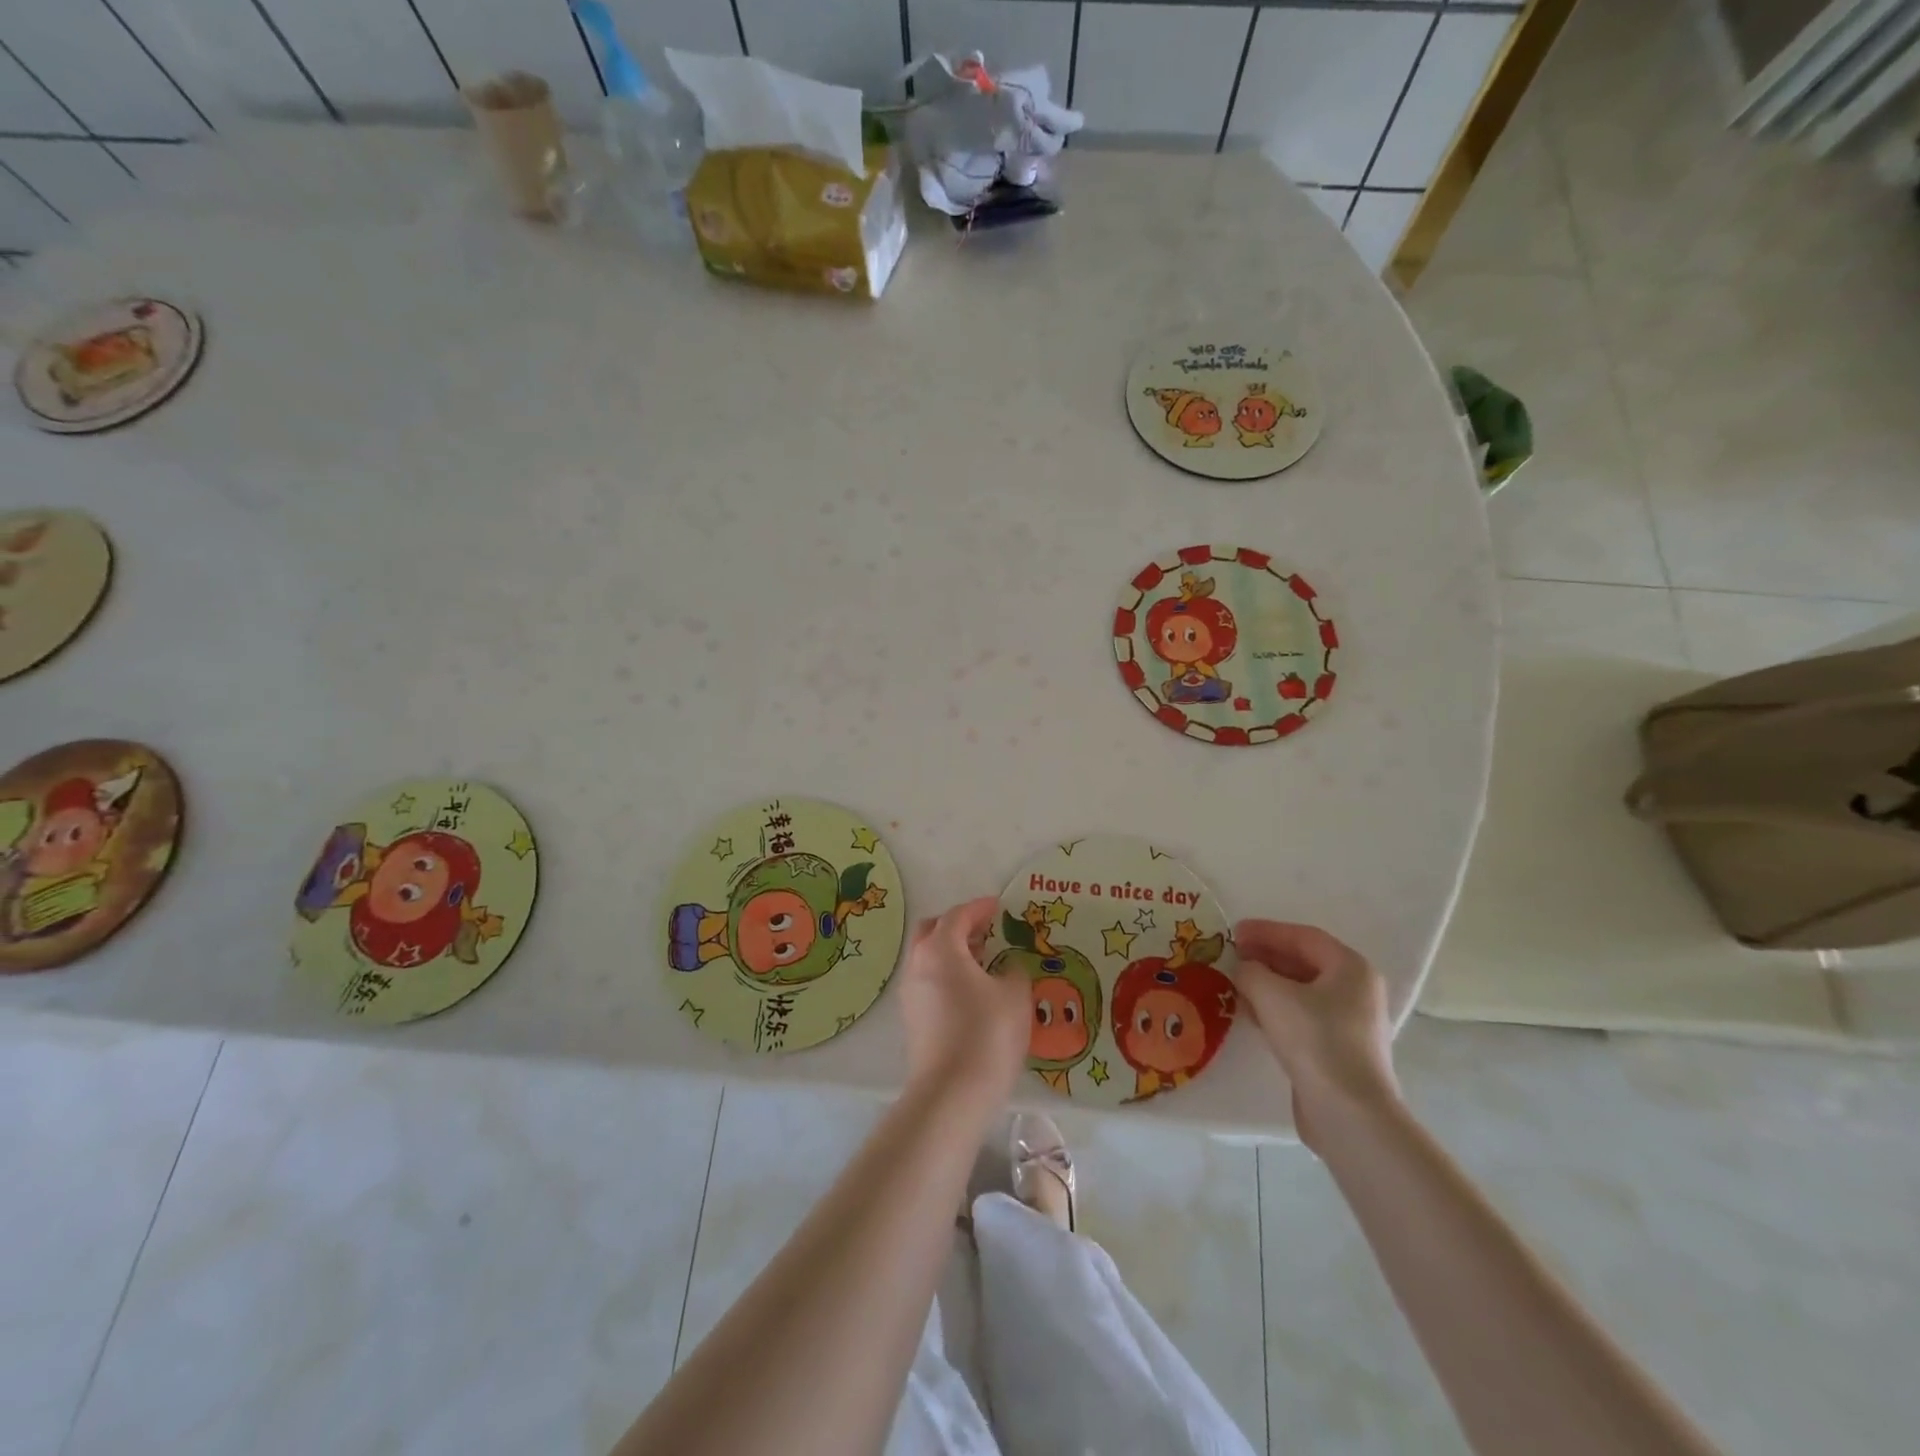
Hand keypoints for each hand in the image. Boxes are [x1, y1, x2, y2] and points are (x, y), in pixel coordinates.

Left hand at [899, 897, 1030, 1110]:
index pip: (958, 915)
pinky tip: (972, 991)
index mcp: (940, 948)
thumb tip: (1006, 968)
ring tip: (984, 962)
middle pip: (933, 930)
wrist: (952, 1093)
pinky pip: (928, 981)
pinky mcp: (912, 1018)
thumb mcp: (1014, 995)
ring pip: (928, 957)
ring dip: (952, 951)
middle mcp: (918, 964)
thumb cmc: (987, 1034)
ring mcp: (910, 992)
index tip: (999, 906)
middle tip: (986, 931)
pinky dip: (947, 974)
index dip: (980, 908)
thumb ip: (1013, 971)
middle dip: (958, 925)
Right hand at [1234, 920, 1399, 1147]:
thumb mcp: (1271, 995)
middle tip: (1232, 956)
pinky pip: (1302, 1017)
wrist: (1348, 1113)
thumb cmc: (1315, 1040)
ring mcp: (1350, 1023)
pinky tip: (1251, 1014)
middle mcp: (1356, 991)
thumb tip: (1242, 969)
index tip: (1234, 932)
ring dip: (1267, 984)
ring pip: (1302, 992)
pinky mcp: (1338, 1051)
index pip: (1303, 937)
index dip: (1266, 931)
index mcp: (1351, 968)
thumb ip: (1250, 972)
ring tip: (1235, 983)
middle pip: (1304, 963)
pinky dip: (1276, 1009)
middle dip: (1265, 957)